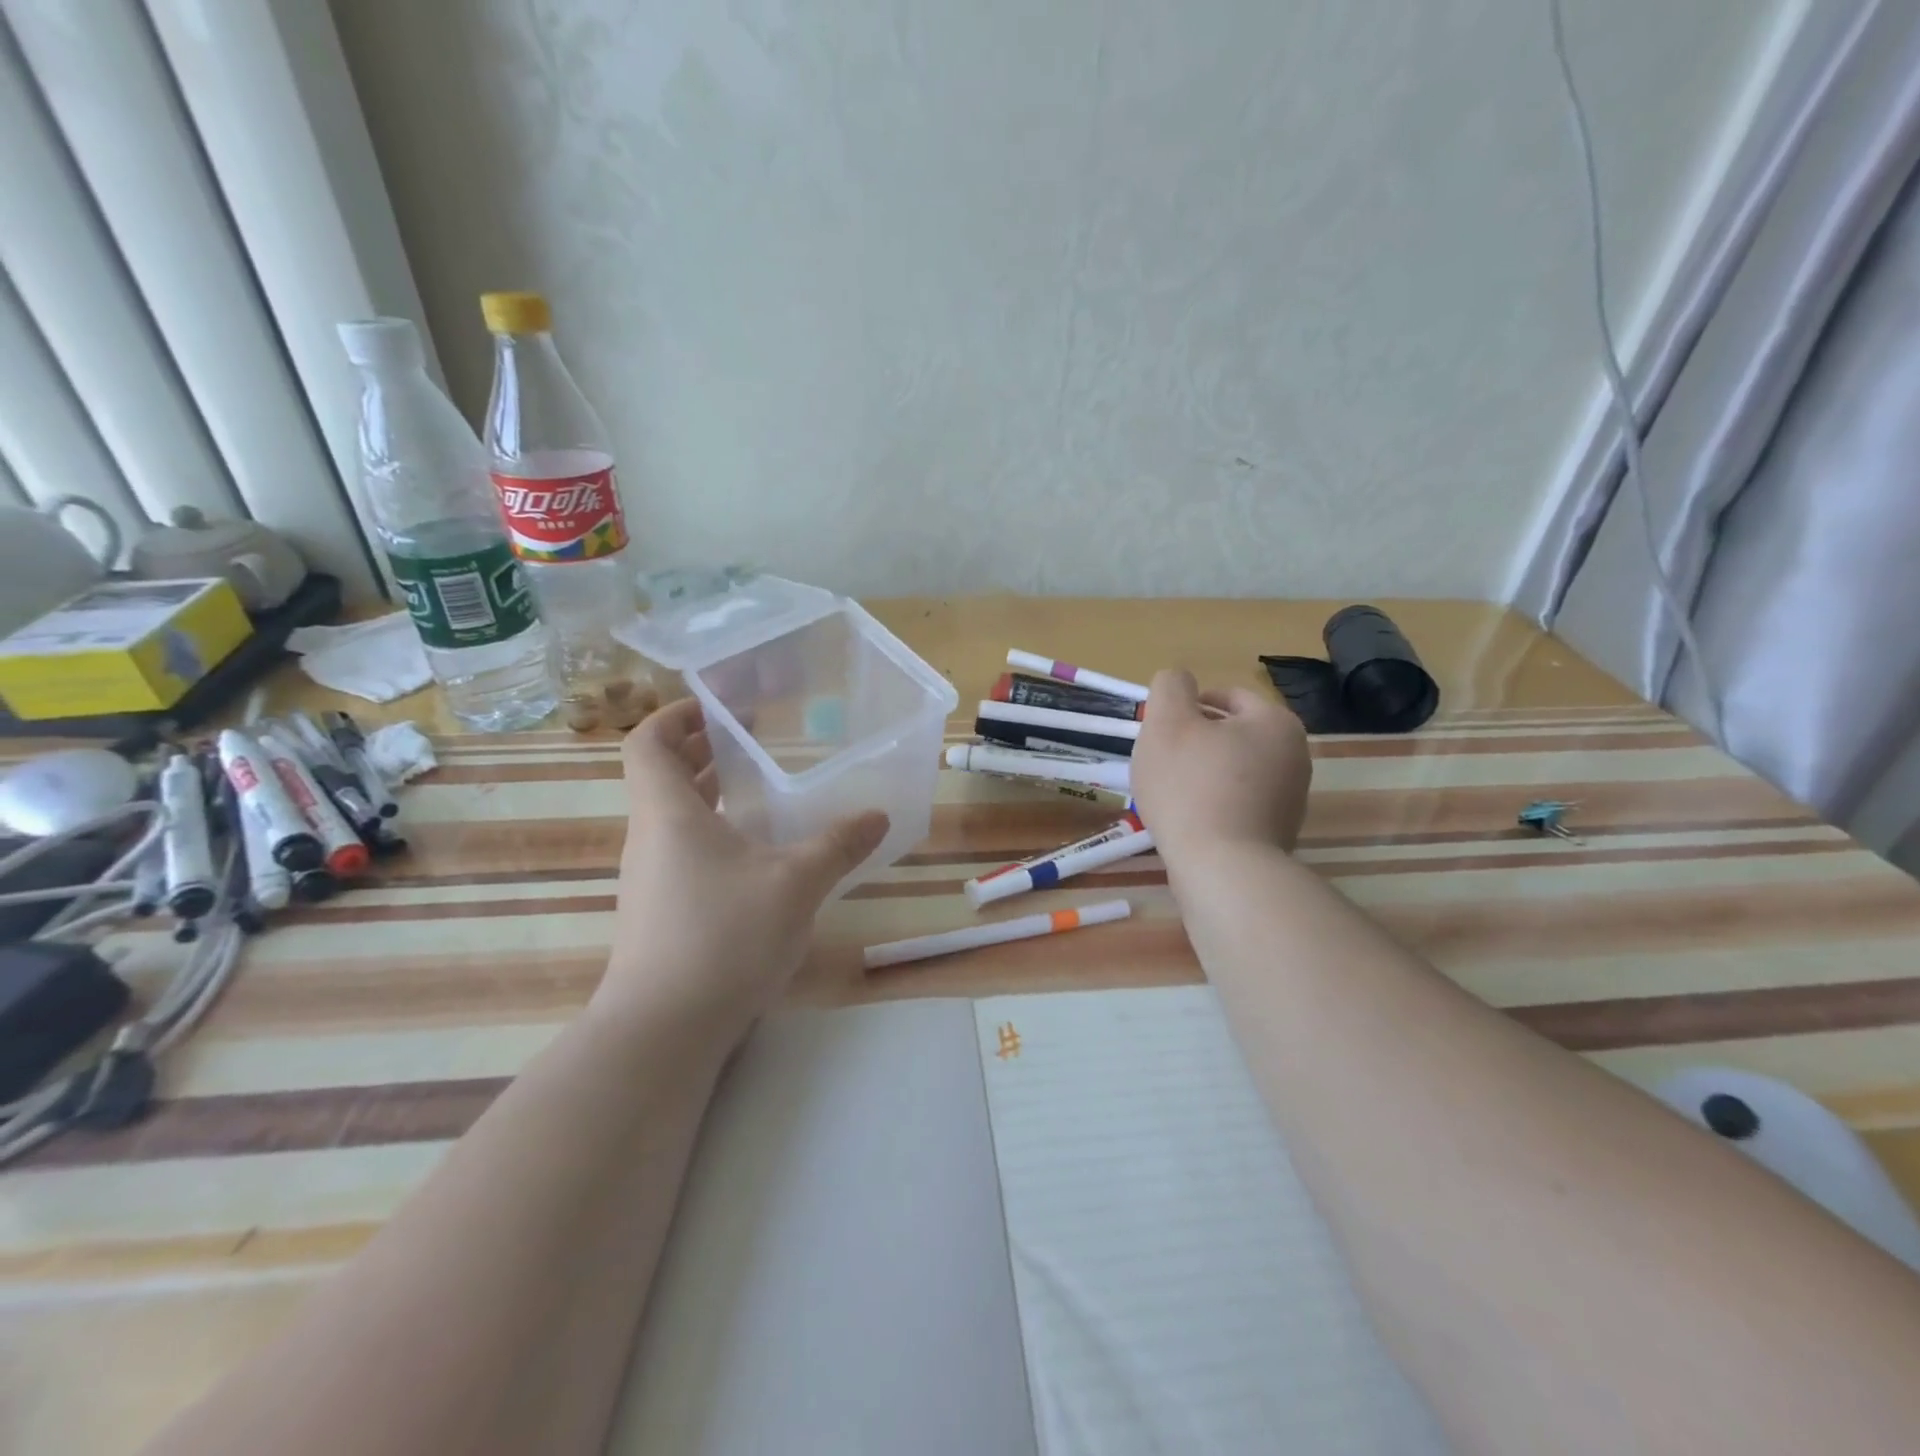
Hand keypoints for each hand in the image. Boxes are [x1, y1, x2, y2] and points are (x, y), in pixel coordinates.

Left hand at [593, 698, 888, 1042]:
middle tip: (753, 738)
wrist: (663, 1030)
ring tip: (760, 787)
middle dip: (703, 749)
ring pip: (673, 816)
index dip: (675, 716)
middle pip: (662, 775)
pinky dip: (713, 834)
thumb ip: (838, 845)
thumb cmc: (723, 936)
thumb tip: (877, 815)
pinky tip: (757, 854)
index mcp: (668, 813)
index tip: (717, 706)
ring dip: (709, 793)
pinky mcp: (660, 912)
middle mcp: (649, 838)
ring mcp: (650, 879)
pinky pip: (683, 851)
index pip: (647, 743)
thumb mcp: (795, 883)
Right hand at [1130, 670, 1311, 862]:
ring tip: (1172, 793)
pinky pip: (1239, 804)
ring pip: (1234, 770)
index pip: (1227, 696)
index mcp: (1275, 721)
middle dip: (1195, 742)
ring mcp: (1292, 798)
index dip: (1187, 707)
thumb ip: (1171, 687)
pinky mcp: (1279, 833)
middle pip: (1232, 734)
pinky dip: (1214, 804)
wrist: (1223, 869)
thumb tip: (1179, 682)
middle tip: (1161, 761)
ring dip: (1203, 774)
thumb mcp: (1167, 722)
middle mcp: (1296, 755)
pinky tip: (1190, 820)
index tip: (1160, 731)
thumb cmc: (1191, 786)